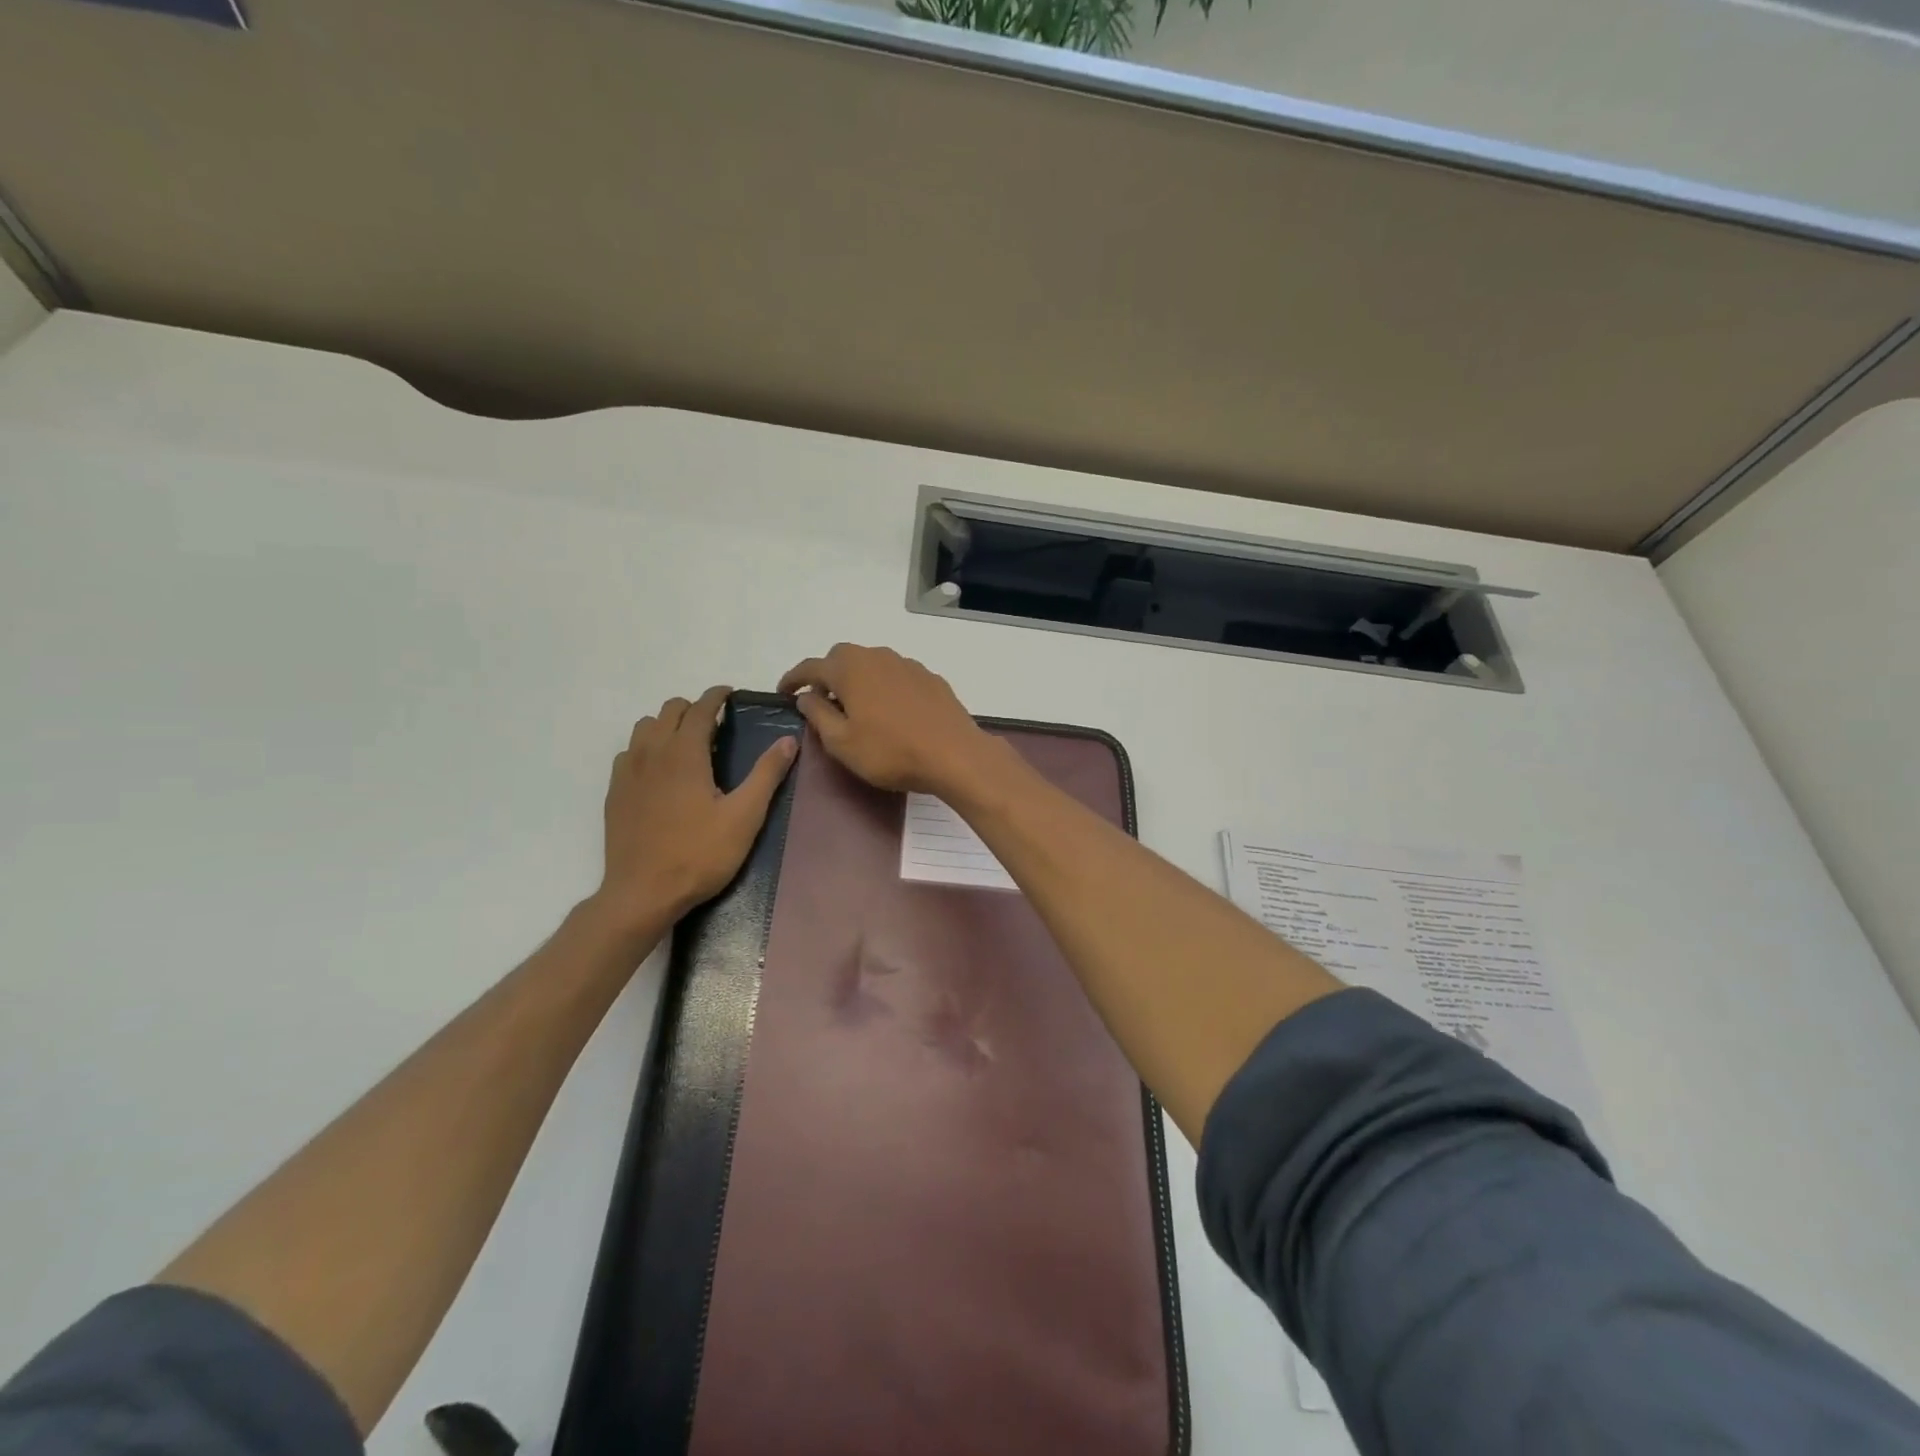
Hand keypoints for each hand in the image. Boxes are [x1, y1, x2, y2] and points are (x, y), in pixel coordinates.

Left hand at [592, 686, 797, 934]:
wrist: (643, 893)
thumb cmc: (699, 854)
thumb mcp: (744, 816)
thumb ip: (766, 774)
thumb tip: (788, 740)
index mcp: (685, 754)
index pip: (700, 708)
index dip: (716, 696)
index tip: (730, 694)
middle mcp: (652, 753)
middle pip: (670, 710)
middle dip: (694, 708)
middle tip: (716, 725)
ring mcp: (628, 772)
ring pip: (645, 728)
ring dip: (667, 725)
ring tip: (688, 745)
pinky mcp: (615, 793)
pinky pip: (629, 753)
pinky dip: (647, 748)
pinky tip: (660, 772)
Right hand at [777, 644, 999, 796]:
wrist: (954, 754)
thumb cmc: (890, 752)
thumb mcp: (842, 742)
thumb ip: (818, 715)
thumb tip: (806, 697)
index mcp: (849, 669)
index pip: (811, 667)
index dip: (793, 679)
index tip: (783, 692)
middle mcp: (877, 657)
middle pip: (842, 658)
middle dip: (827, 675)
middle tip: (821, 701)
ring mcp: (907, 665)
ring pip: (872, 664)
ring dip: (858, 679)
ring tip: (856, 706)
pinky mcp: (930, 678)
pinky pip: (897, 675)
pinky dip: (884, 686)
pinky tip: (890, 710)